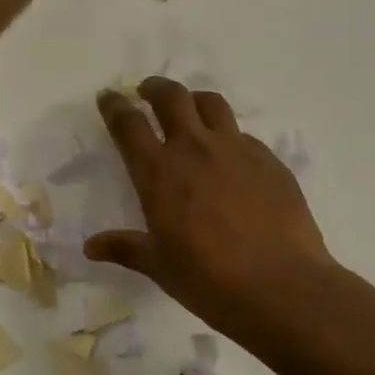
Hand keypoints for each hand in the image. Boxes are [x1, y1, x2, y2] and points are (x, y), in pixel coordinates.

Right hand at [86, 78, 345, 337]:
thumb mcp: (160, 267)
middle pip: (171, 97)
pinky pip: (243, 134)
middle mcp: (195, 148)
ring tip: (190, 109)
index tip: (108, 97)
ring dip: (194, 100)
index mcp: (159, 172)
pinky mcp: (269, 160)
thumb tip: (90, 247)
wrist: (283, 287)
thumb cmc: (210, 280)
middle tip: (147, 91)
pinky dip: (228, 135)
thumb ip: (125, 248)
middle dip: (154, 87)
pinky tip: (231, 156)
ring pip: (211, 103)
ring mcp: (236, 149)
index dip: (114, 106)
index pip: (129, 124)